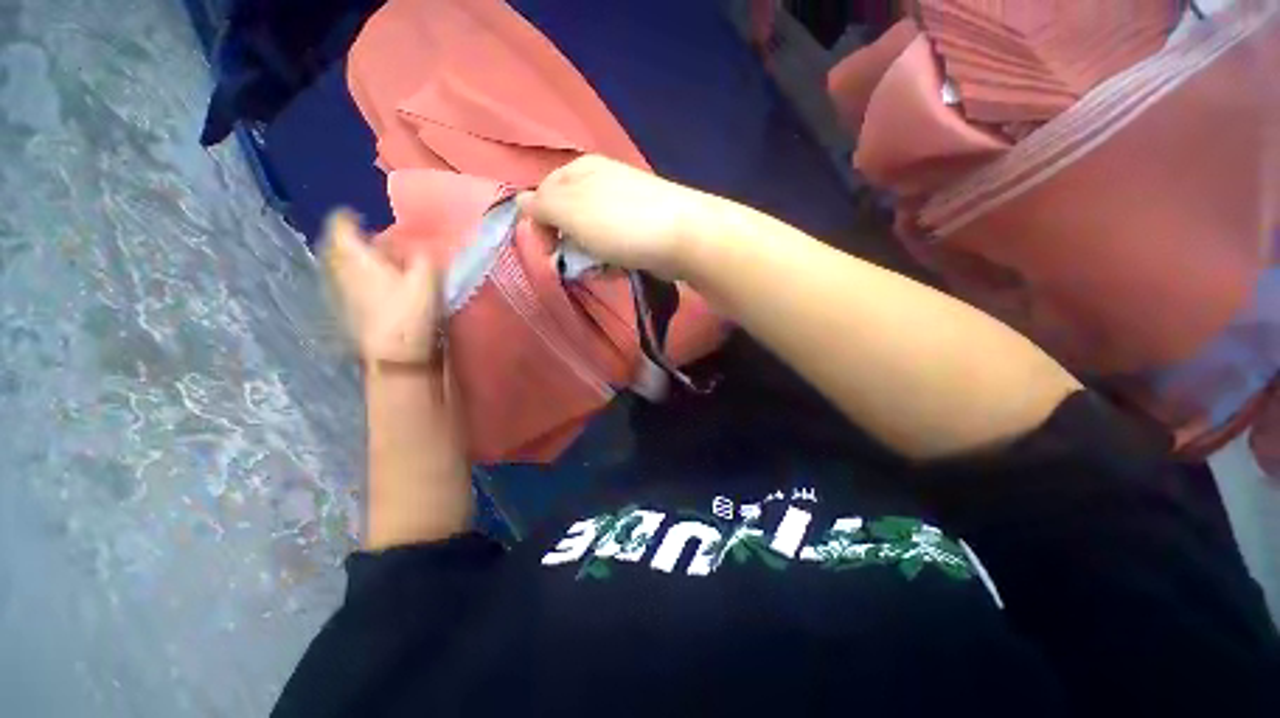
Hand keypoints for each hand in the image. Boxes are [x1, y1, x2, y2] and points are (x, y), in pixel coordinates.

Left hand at [321, 210, 440, 364]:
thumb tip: (418, 246)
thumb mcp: (426, 279)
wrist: (392, 354)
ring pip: (339, 265)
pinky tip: (374, 287)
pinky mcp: (342, 309)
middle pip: (337, 245)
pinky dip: (355, 278)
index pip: (340, 225)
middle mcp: (339, 269)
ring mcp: (337, 291)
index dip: (348, 216)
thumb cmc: (409, 312)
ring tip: (376, 264)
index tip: (360, 216)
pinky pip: (344, 283)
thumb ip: (422, 256)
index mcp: (356, 256)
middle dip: (353, 240)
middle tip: (375, 242)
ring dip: (354, 260)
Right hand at [516, 155, 710, 278]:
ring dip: (590, 257)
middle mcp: (601, 183)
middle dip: (567, 244)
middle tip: (574, 263)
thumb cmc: (619, 222)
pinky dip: (611, 260)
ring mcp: (624, 207)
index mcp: (580, 171)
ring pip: (592, 236)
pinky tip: (616, 271)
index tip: (544, 251)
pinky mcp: (641, 230)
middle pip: (568, 217)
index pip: (542, 194)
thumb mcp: (570, 211)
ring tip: (600, 269)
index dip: (537, 223)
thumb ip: (542, 206)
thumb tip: (521, 202)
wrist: (683, 237)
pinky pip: (614, 246)